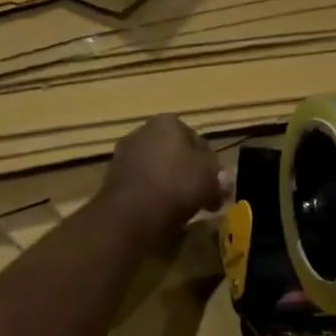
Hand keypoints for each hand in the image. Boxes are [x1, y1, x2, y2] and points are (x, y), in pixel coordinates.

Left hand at [99, 115, 226, 245]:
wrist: (132, 212)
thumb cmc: (178, 186)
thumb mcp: (211, 181)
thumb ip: (220, 179)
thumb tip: (223, 183)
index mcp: (168, 122)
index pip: (198, 140)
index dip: (211, 165)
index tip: (216, 186)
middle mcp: (143, 130)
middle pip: (175, 153)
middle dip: (188, 172)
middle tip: (201, 196)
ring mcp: (124, 153)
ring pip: (157, 168)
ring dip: (169, 183)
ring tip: (182, 207)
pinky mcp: (112, 177)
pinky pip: (142, 183)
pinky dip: (152, 193)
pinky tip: (161, 210)